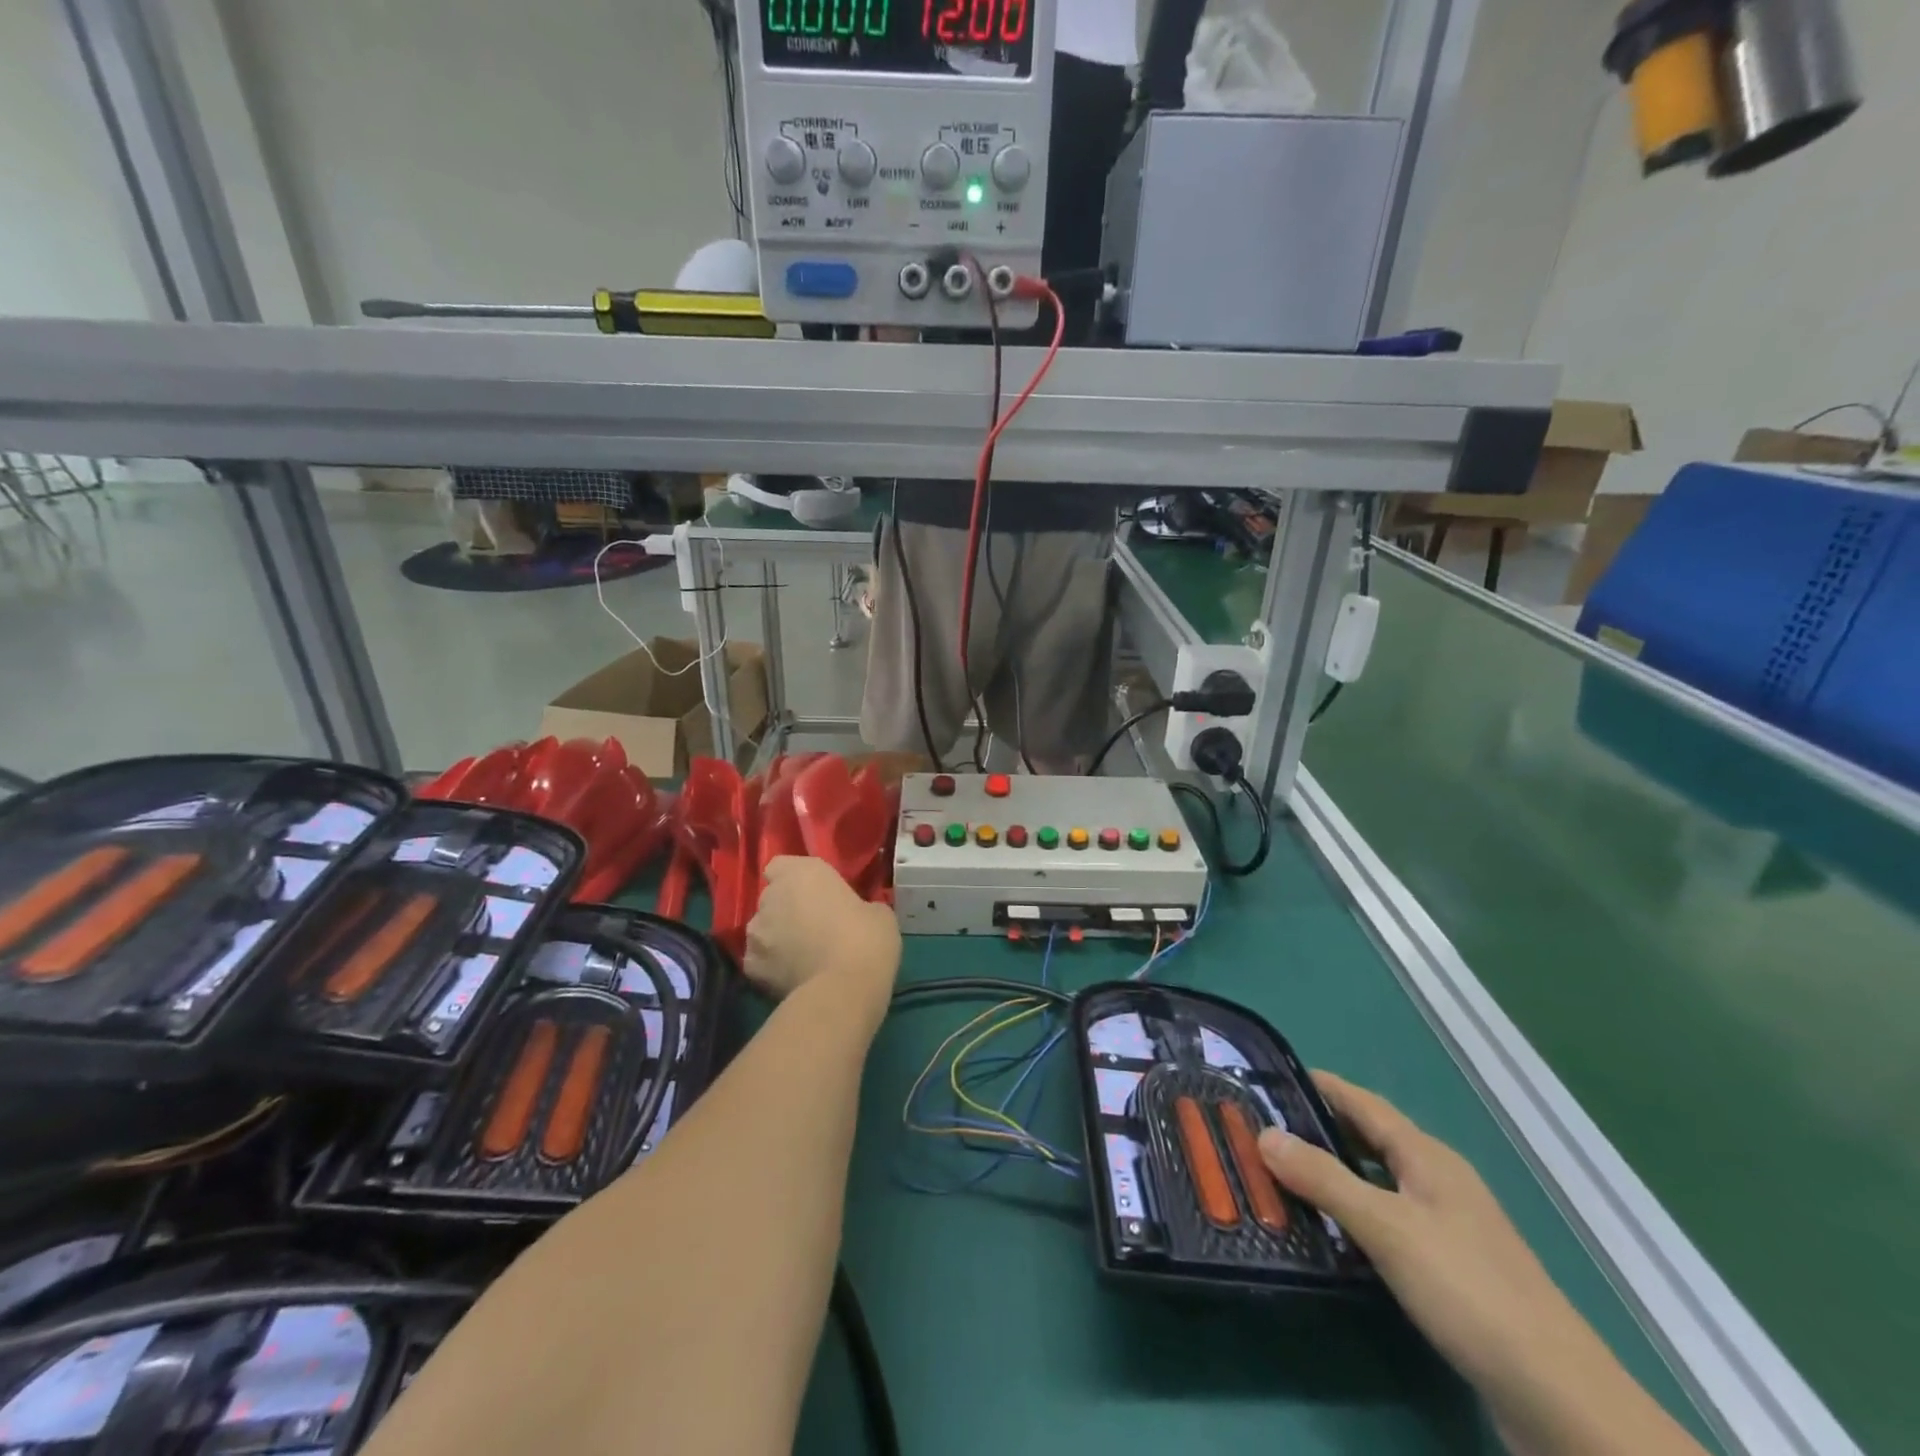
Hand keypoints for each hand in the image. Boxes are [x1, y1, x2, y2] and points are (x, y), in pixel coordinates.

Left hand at [745, 857, 899, 1003]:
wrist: (843, 991)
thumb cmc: (866, 939)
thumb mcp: (877, 912)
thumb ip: (856, 905)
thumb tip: (852, 914)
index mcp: (802, 873)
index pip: (781, 866)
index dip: (794, 879)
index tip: (813, 893)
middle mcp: (771, 897)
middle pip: (772, 898)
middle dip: (787, 909)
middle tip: (813, 927)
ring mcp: (756, 932)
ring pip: (763, 930)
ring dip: (777, 938)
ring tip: (802, 957)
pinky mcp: (750, 967)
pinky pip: (760, 961)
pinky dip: (772, 967)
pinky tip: (793, 978)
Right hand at [1256, 1074, 1706, 1455]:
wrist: (1558, 1398)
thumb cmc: (1468, 1290)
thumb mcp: (1386, 1228)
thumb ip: (1324, 1179)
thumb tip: (1264, 1133)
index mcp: (1428, 1158)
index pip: (1364, 1104)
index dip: (1320, 1086)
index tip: (1270, 1076)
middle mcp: (1438, 1182)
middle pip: (1370, 1140)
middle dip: (1320, 1128)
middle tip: (1264, 1128)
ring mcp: (1449, 1228)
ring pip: (1378, 1182)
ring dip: (1334, 1173)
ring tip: (1283, 1175)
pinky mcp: (1452, 1270)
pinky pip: (1389, 1220)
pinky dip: (1354, 1213)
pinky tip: (1331, 1233)